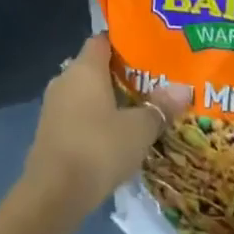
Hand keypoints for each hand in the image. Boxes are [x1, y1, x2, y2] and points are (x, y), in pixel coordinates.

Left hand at [24, 36, 190, 215]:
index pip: (102, 40)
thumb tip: (184, 89)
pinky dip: (94, 120)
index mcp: (85, 68)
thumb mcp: (139, 129)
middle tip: (150, 83)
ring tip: (137, 110)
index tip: (147, 51)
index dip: (123, 42)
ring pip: (85, 93)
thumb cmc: (98, 148)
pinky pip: (76, 114)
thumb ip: (160, 107)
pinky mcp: (49, 131)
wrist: (53, 194)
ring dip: (107, 100)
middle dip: (120, 74)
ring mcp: (53, 106)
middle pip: (94, 67)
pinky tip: (114, 136)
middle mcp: (65, 79)